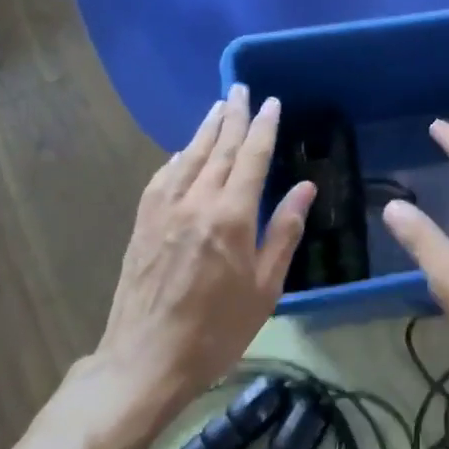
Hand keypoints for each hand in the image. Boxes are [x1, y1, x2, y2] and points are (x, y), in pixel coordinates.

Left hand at [83, 86, 315, 417]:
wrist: (146, 360)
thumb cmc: (217, 330)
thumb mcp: (265, 287)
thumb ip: (284, 232)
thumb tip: (305, 188)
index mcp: (231, 216)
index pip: (252, 158)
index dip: (264, 127)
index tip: (272, 102)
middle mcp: (196, 202)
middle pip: (219, 148)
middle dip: (233, 116)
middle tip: (241, 89)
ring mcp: (164, 211)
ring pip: (188, 157)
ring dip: (205, 129)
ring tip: (218, 107)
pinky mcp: (142, 224)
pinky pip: (162, 178)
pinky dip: (177, 158)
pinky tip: (182, 151)